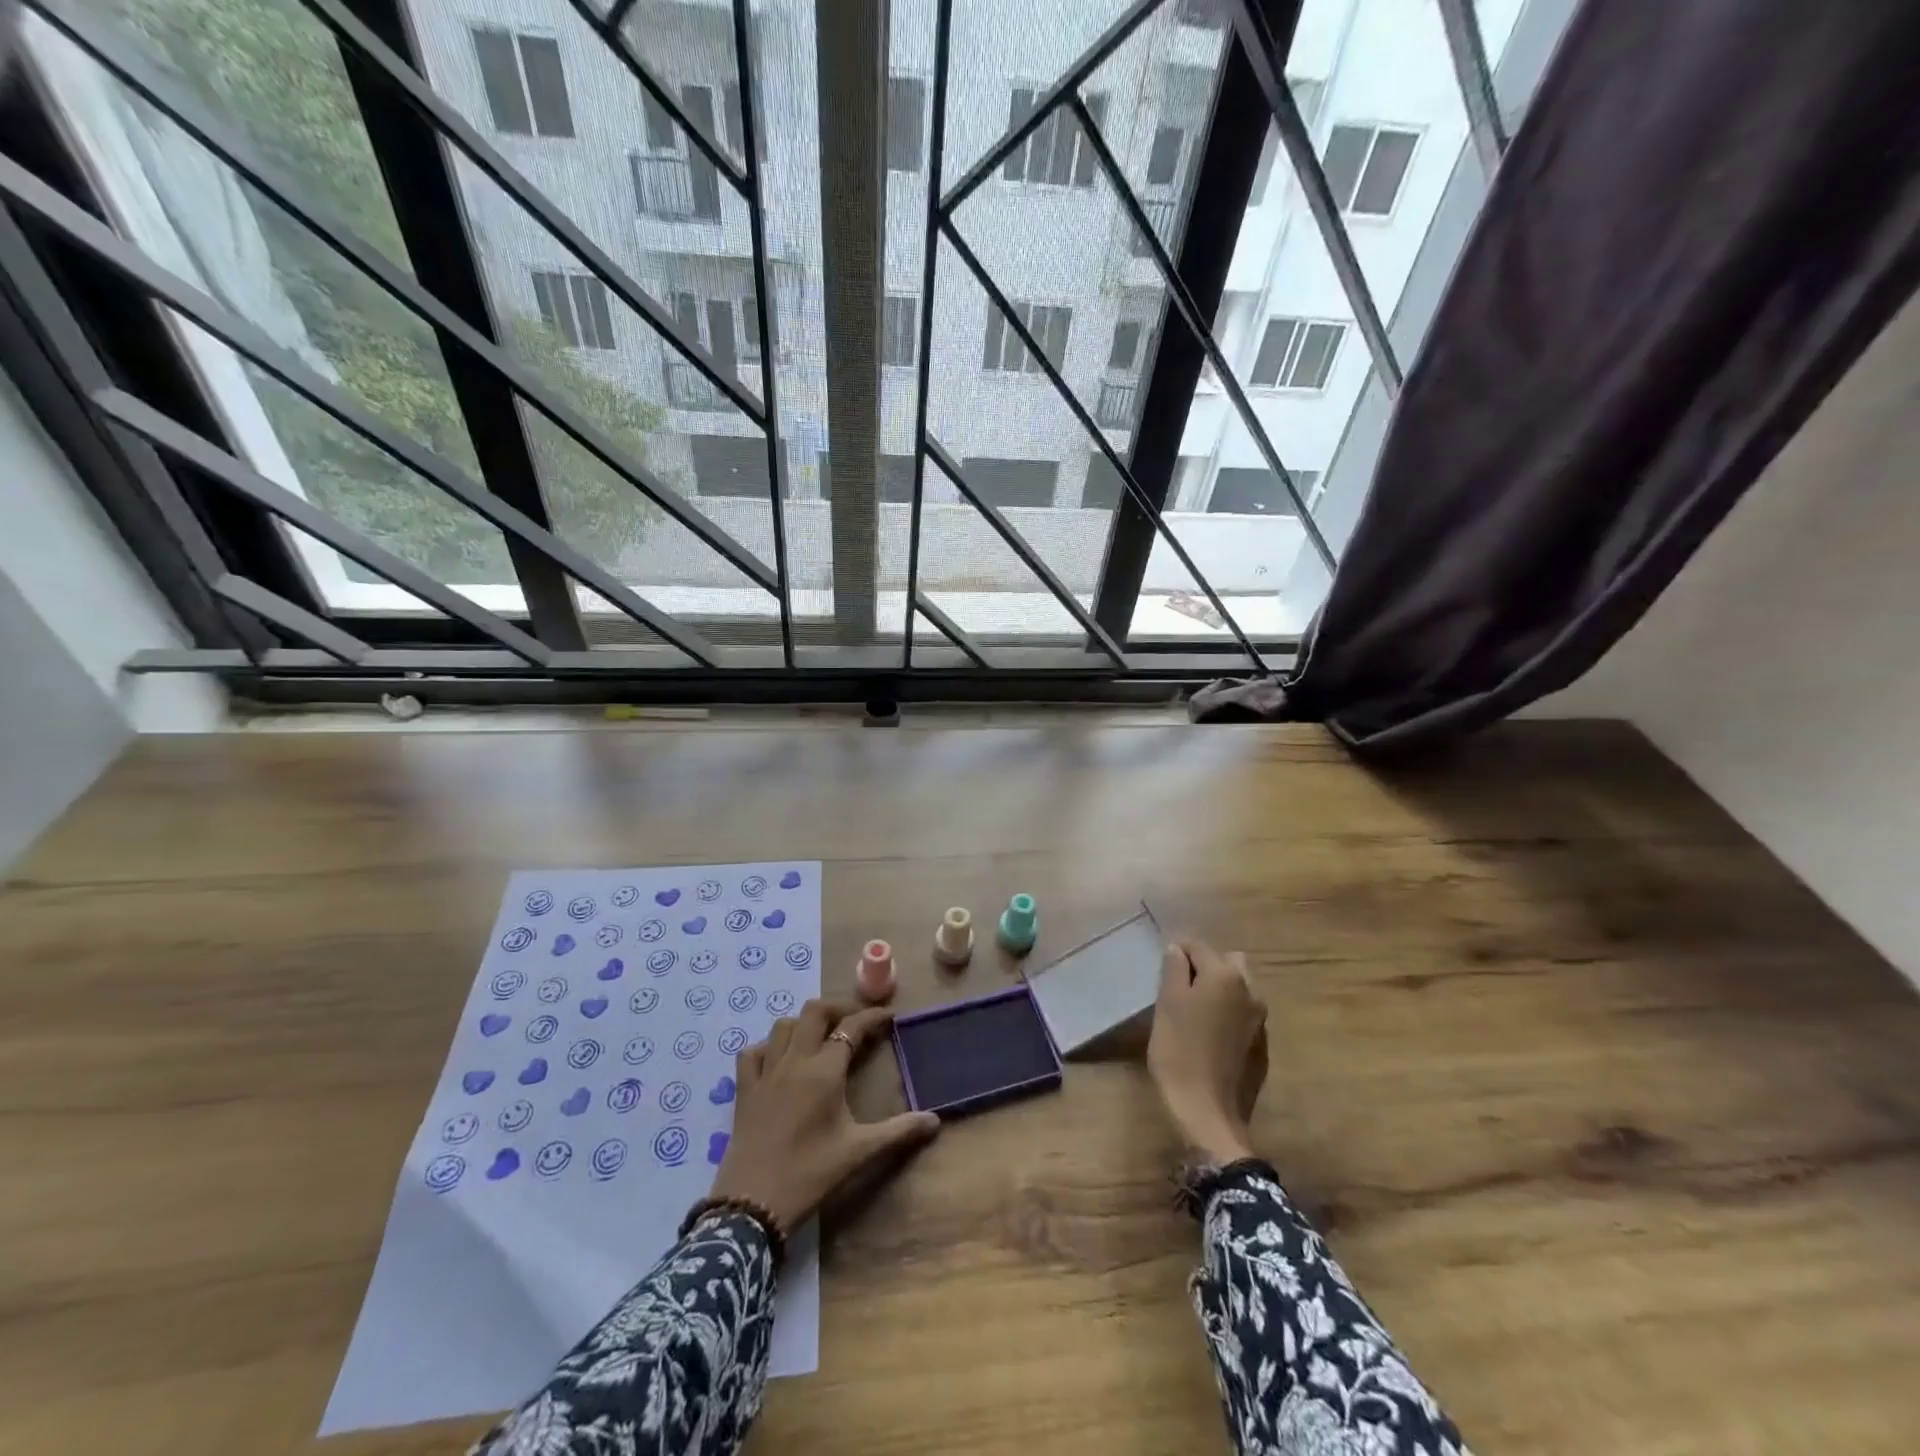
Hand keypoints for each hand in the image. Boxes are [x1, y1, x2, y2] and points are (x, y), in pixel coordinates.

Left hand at [709, 999, 940, 1231]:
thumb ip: (898, 1131)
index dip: (872, 1017)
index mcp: (825, 1070)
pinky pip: (752, 1053)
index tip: (888, 1016)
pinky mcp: (744, 1089)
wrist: (753, 1204)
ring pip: (783, 1025)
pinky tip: (778, 1060)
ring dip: (804, 1024)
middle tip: (854, 1021)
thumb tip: (935, 1121)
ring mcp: (766, 1072)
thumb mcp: (859, 1152)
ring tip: (820, 1037)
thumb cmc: (811, 1173)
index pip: (852, 1027)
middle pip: (814, 1011)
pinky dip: (767, 1047)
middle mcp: (795, 1060)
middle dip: (838, 1008)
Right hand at [1147, 940, 1267, 1163]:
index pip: (1197, 945)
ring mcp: (1260, 1020)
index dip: (1177, 953)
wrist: (1208, 1112)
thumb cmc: (1179, 1051)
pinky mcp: (1262, 1045)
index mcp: (1225, 975)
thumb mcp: (1167, 1004)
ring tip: (1194, 1013)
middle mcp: (1250, 991)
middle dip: (1204, 967)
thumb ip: (1173, 969)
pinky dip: (1228, 1014)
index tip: (1162, 972)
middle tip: (1180, 989)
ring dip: (1218, 990)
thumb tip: (1178, 950)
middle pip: (1226, 961)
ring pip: (1238, 987)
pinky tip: (1209, 1037)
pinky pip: (1243, 1014)